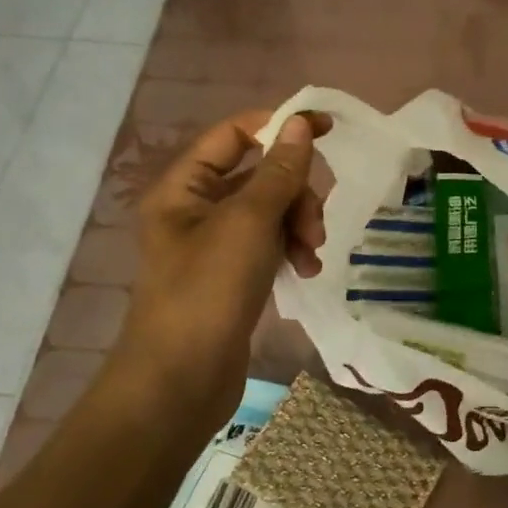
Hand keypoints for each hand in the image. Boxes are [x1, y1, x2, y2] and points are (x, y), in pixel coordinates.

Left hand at [109, 110, 328, 430]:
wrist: (180, 383)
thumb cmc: (208, 291)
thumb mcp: (249, 223)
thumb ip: (279, 171)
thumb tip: (301, 124)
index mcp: (184, 187)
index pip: (234, 134)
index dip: (279, 126)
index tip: (327, 128)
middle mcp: (196, 209)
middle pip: (260, 175)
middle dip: (296, 193)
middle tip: (315, 224)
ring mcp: (215, 244)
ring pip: (271, 211)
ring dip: (299, 225)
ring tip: (312, 254)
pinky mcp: (233, 274)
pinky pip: (271, 244)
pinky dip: (291, 250)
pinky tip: (306, 271)